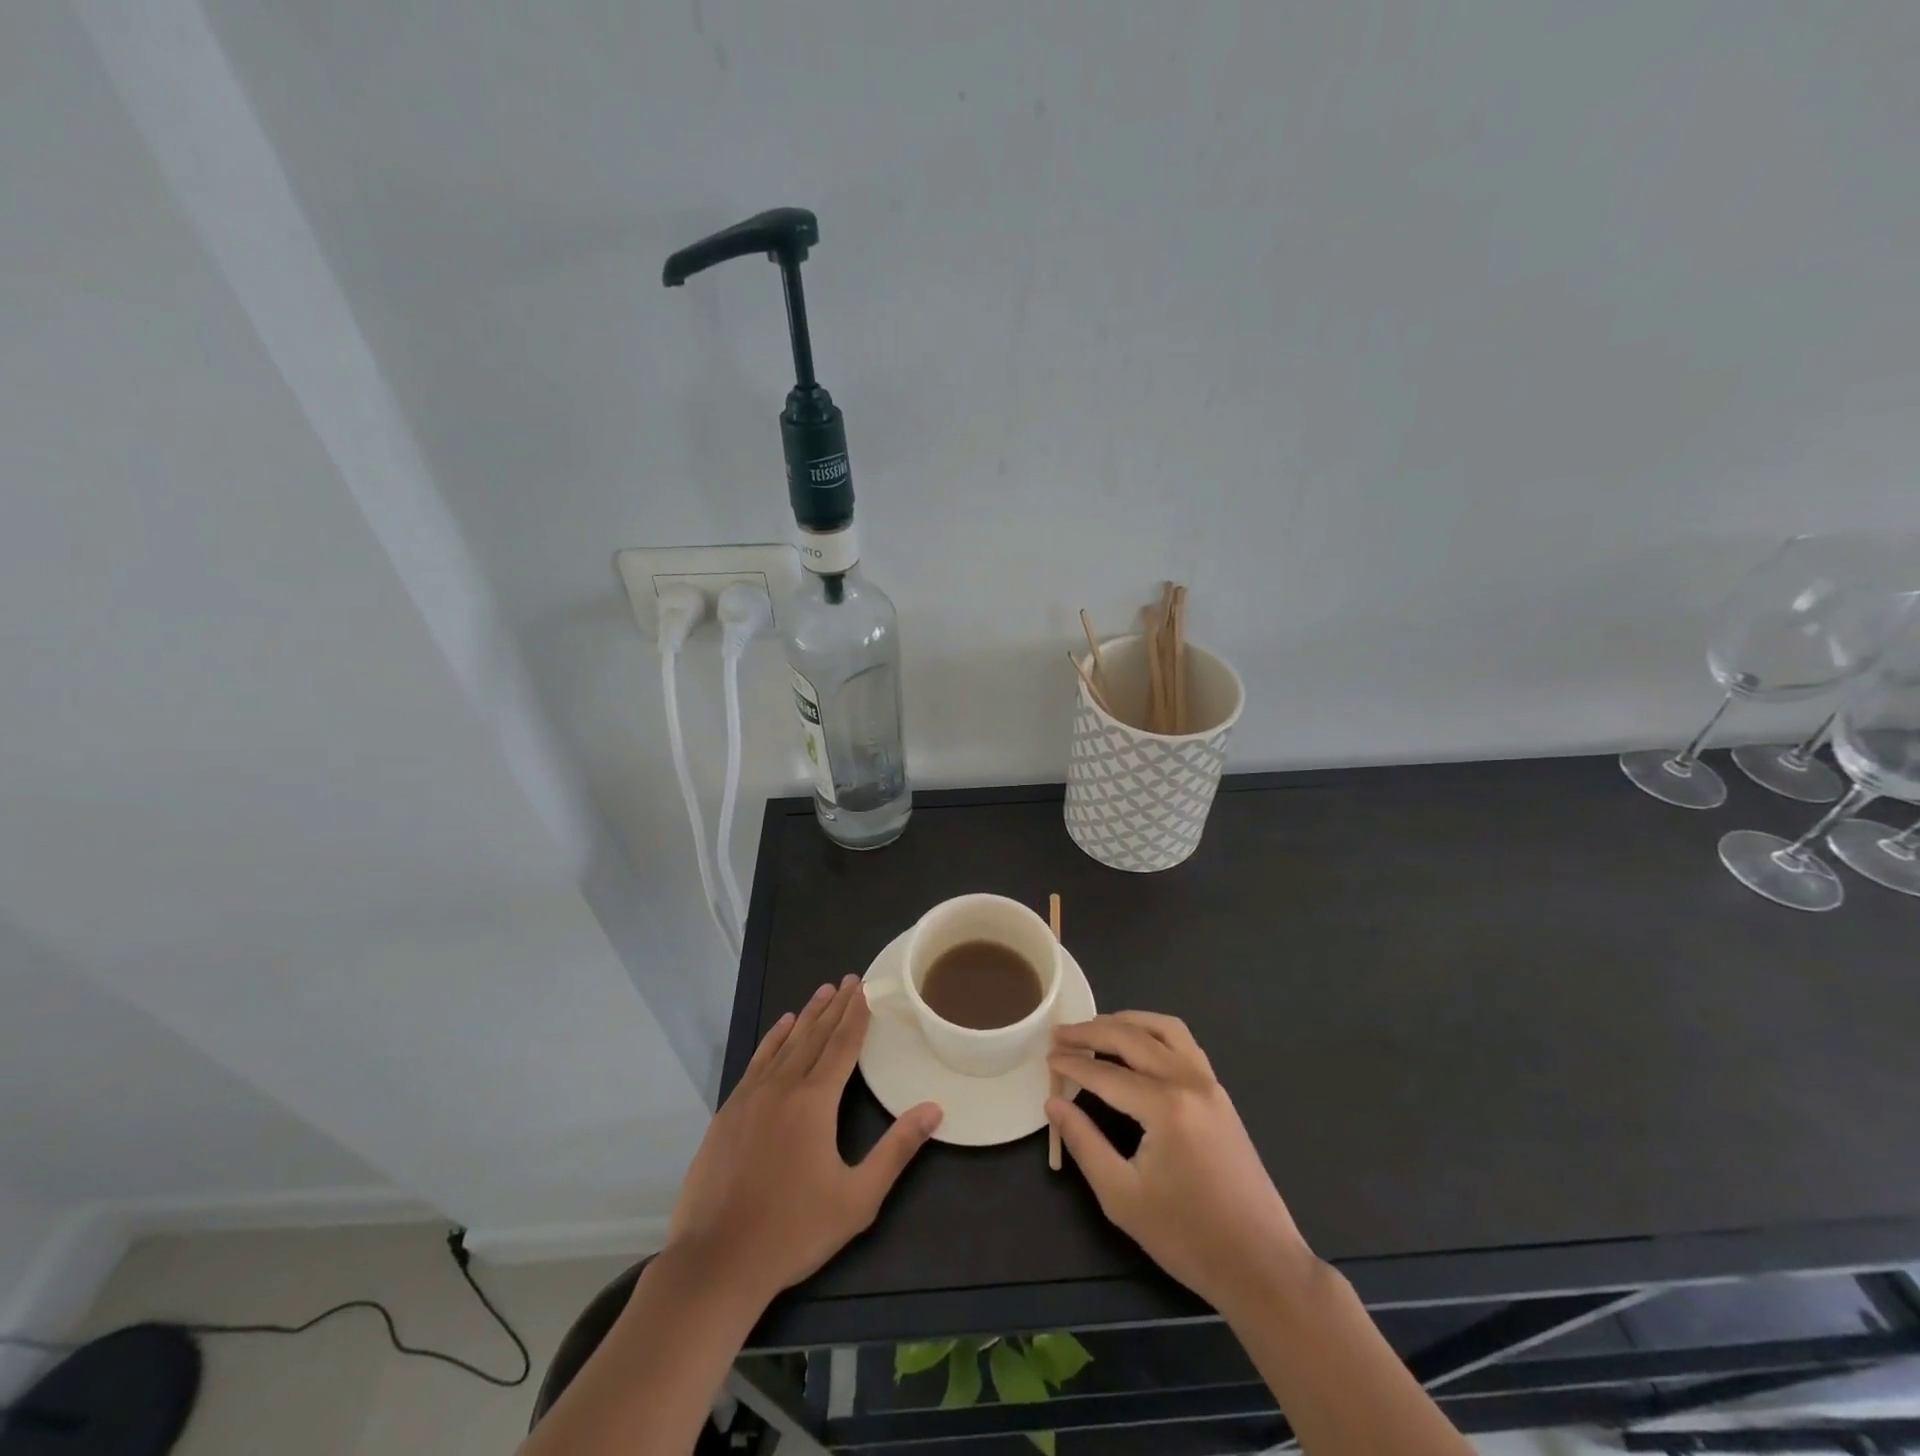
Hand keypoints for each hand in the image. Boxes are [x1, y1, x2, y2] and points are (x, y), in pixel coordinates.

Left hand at [666, 976, 942, 1306]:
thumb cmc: (793, 1232)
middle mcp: (782, 1088)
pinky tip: (781, 1028)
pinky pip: (757, 1062)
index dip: (855, 1016)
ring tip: (821, 992)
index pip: (841, 1046)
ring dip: (806, 1017)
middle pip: (814, 1037)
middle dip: (834, 1007)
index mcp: (814, 1102)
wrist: (716, 1263)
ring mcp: (750, 1098)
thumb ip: (896, 1150)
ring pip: (784, 1044)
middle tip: (848, 980)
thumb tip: (934, 1109)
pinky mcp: (728, 1113)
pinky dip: (772, 1040)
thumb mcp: (857, 1198)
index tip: (864, 988)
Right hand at [1047, 1012, 1313, 1313]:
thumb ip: (1084, 1143)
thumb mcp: (1122, 1197)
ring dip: (1126, 1022)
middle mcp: (1189, 1081)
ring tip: (1095, 1029)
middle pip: (1132, 1038)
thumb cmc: (1188, 1238)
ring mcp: (1210, 1083)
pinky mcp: (1220, 1093)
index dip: (1072, 1064)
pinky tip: (1137, 1046)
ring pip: (1163, 1029)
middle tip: (1060, 1034)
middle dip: (1091, 1032)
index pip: (1106, 1074)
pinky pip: (1183, 1043)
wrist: (1262, 1265)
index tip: (1046, 1058)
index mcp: (1166, 1107)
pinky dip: (1153, 1033)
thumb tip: (1053, 1105)